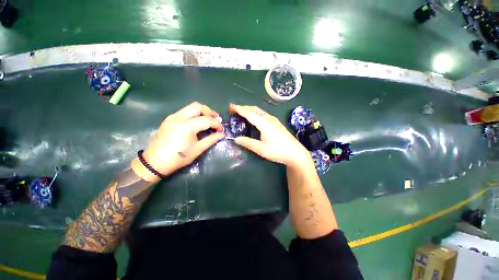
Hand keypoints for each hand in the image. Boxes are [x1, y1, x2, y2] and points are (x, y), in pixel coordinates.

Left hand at [132, 102, 223, 181]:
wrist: (155, 162)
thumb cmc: (178, 158)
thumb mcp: (198, 149)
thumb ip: (211, 139)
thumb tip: (222, 134)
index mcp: (186, 127)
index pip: (206, 120)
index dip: (217, 124)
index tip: (221, 129)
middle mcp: (178, 118)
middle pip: (198, 106)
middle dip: (210, 112)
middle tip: (216, 119)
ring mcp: (172, 117)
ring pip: (191, 107)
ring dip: (202, 112)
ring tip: (209, 120)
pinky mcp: (169, 119)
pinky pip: (185, 111)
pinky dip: (194, 114)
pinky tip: (197, 122)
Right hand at [230, 104, 312, 168]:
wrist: (296, 153)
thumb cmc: (278, 151)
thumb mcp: (261, 149)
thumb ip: (248, 143)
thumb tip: (236, 139)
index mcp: (264, 123)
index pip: (249, 113)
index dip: (239, 109)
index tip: (231, 107)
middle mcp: (269, 118)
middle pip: (254, 109)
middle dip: (244, 107)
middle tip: (234, 110)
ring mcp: (274, 120)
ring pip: (259, 111)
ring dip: (250, 110)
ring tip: (242, 113)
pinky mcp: (276, 123)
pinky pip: (263, 114)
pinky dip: (255, 113)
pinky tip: (254, 119)